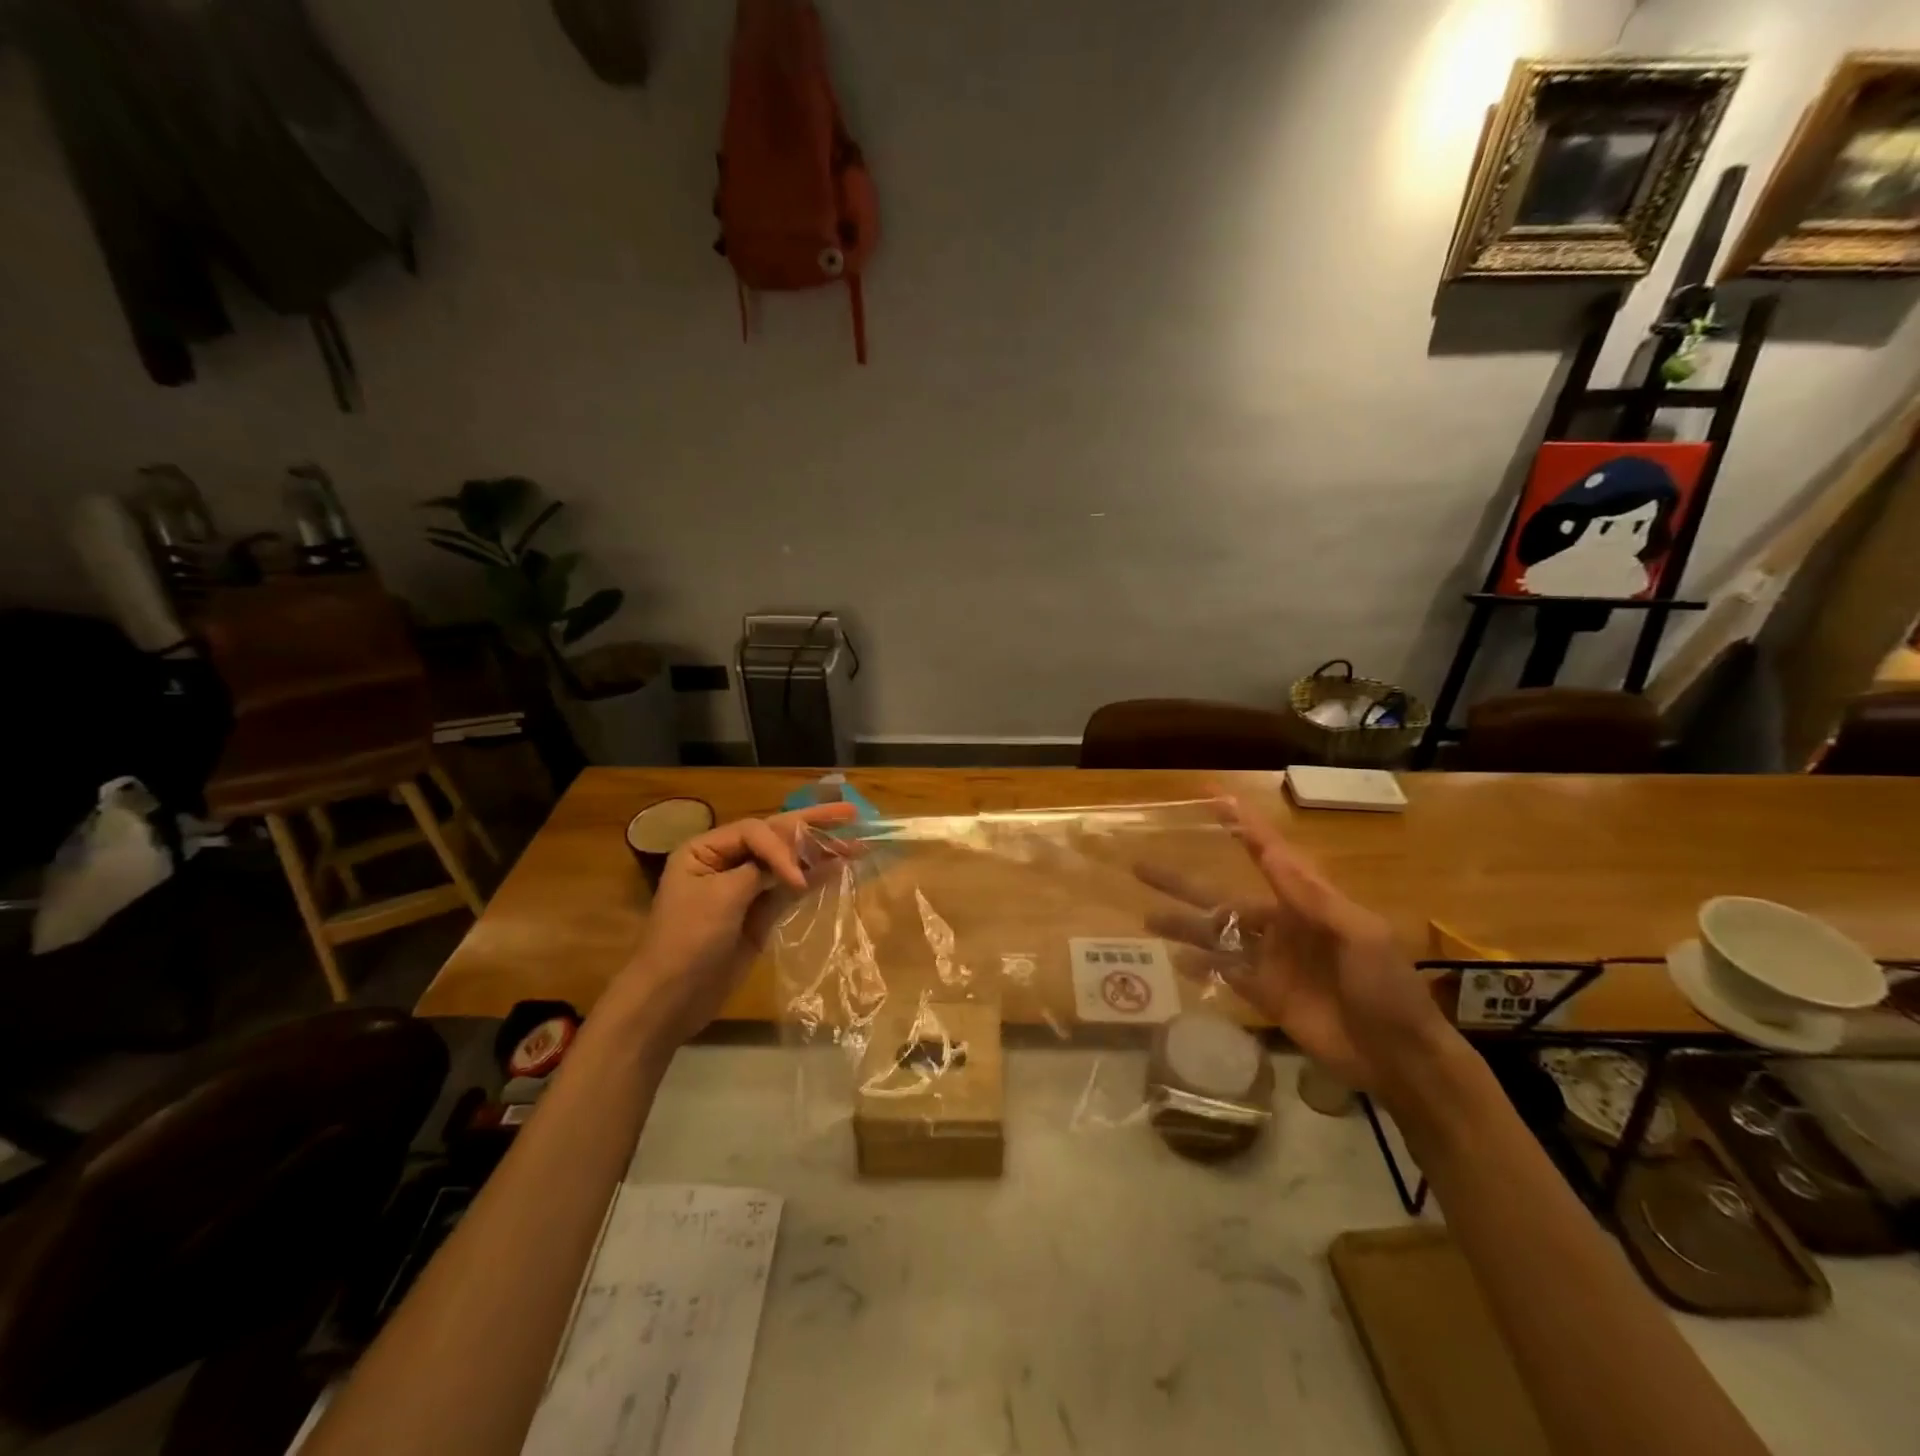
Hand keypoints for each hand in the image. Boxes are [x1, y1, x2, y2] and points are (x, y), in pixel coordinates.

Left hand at [624, 803, 858, 1042]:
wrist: (671, 998)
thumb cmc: (687, 941)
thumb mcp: (721, 898)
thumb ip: (761, 872)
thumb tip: (798, 864)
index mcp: (705, 849)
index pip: (755, 832)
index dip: (782, 848)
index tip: (796, 880)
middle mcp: (726, 861)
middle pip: (775, 837)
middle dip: (812, 826)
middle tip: (850, 814)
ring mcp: (744, 889)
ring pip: (788, 862)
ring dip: (820, 853)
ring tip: (857, 843)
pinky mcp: (759, 914)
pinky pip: (790, 890)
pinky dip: (814, 879)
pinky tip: (839, 868)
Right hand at [1136, 796, 1457, 1102]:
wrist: (1400, 1059)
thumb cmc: (1387, 987)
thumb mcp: (1359, 934)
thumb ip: (1312, 897)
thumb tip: (1273, 852)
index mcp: (1307, 901)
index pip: (1267, 852)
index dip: (1240, 824)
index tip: (1210, 795)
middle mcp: (1281, 924)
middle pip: (1222, 897)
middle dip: (1183, 882)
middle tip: (1142, 866)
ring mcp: (1270, 960)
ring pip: (1216, 935)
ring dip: (1183, 925)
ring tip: (1148, 917)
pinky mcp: (1265, 995)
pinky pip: (1225, 974)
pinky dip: (1200, 966)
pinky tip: (1175, 960)